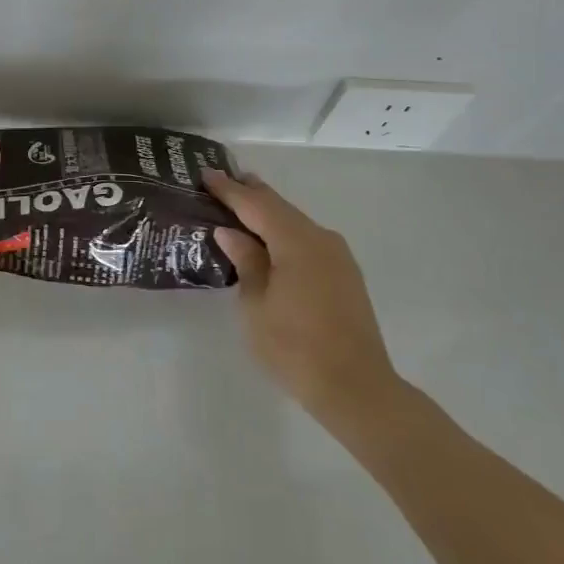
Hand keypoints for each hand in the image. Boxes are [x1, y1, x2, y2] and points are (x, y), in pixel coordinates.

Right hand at [203, 168, 408, 434]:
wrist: (358, 390)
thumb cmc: (296, 348)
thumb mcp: (256, 306)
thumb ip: (246, 262)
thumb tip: (231, 232)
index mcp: (296, 241)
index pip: (255, 204)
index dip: (229, 189)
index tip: (205, 173)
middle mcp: (320, 238)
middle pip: (279, 207)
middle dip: (250, 193)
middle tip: (221, 182)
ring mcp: (338, 256)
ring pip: (295, 222)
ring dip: (268, 213)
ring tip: (242, 205)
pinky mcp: (345, 274)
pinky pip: (308, 240)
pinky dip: (284, 232)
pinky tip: (270, 240)